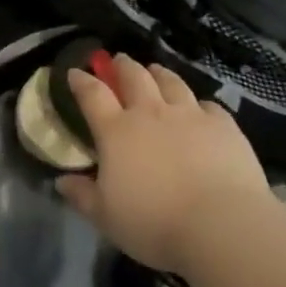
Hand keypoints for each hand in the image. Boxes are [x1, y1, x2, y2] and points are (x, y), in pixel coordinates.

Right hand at [55, 53, 272, 271]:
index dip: (81, 81)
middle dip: (122, 66)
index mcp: (116, 131)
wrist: (222, 225)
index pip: (92, 94)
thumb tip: (61, 182)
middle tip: (118, 61)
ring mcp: (190, 116)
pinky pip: (208, 105)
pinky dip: (198, 103)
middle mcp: (150, 113)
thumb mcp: (105, 216)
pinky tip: (199, 108)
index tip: (75, 72)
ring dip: (159, 73)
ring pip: (171, 82)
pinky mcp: (224, 126)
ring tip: (155, 70)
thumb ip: (82, 196)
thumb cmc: (154, 222)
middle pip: (134, 76)